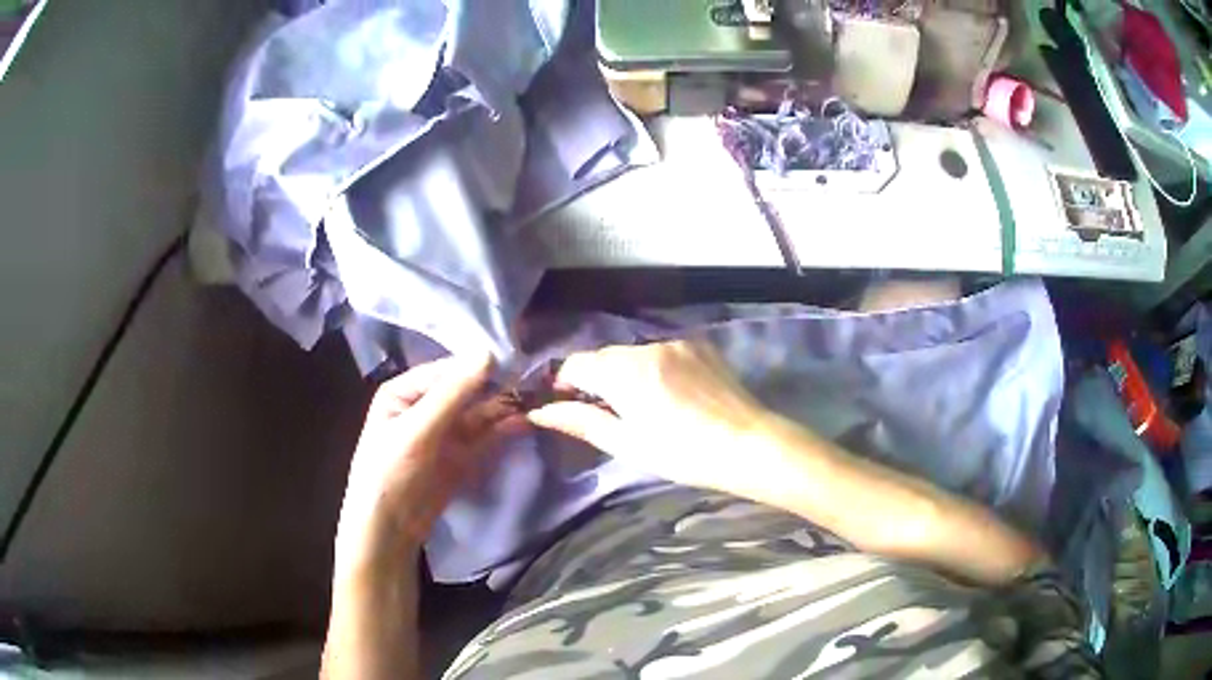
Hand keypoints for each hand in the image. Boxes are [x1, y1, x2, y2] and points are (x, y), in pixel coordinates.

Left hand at [334, 355, 523, 579]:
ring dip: (503, 408)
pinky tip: (524, 422)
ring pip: (479, 413)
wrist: (389, 527)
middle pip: (466, 390)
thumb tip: (487, 353)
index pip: (447, 370)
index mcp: (405, 391)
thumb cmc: (391, 470)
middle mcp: (426, 406)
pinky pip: (484, 436)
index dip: (478, 366)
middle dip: (496, 387)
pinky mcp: (461, 455)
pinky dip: (502, 429)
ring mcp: (445, 432)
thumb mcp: (418, 429)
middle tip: (533, 380)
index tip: (515, 361)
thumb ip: (452, 393)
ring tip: (535, 400)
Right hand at [527, 341, 786, 500]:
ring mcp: (676, 343)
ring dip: (626, 372)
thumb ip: (581, 421)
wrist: (747, 444)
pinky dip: (654, 367)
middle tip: (606, 411)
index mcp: (624, 372)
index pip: (576, 363)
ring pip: (634, 353)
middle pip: (605, 356)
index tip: (566, 403)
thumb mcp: (626, 443)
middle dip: (596, 378)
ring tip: (642, 404)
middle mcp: (647, 347)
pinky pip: (662, 352)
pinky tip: (669, 393)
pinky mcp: (699, 346)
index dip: (564, 382)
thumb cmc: (682, 453)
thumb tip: (540, 411)